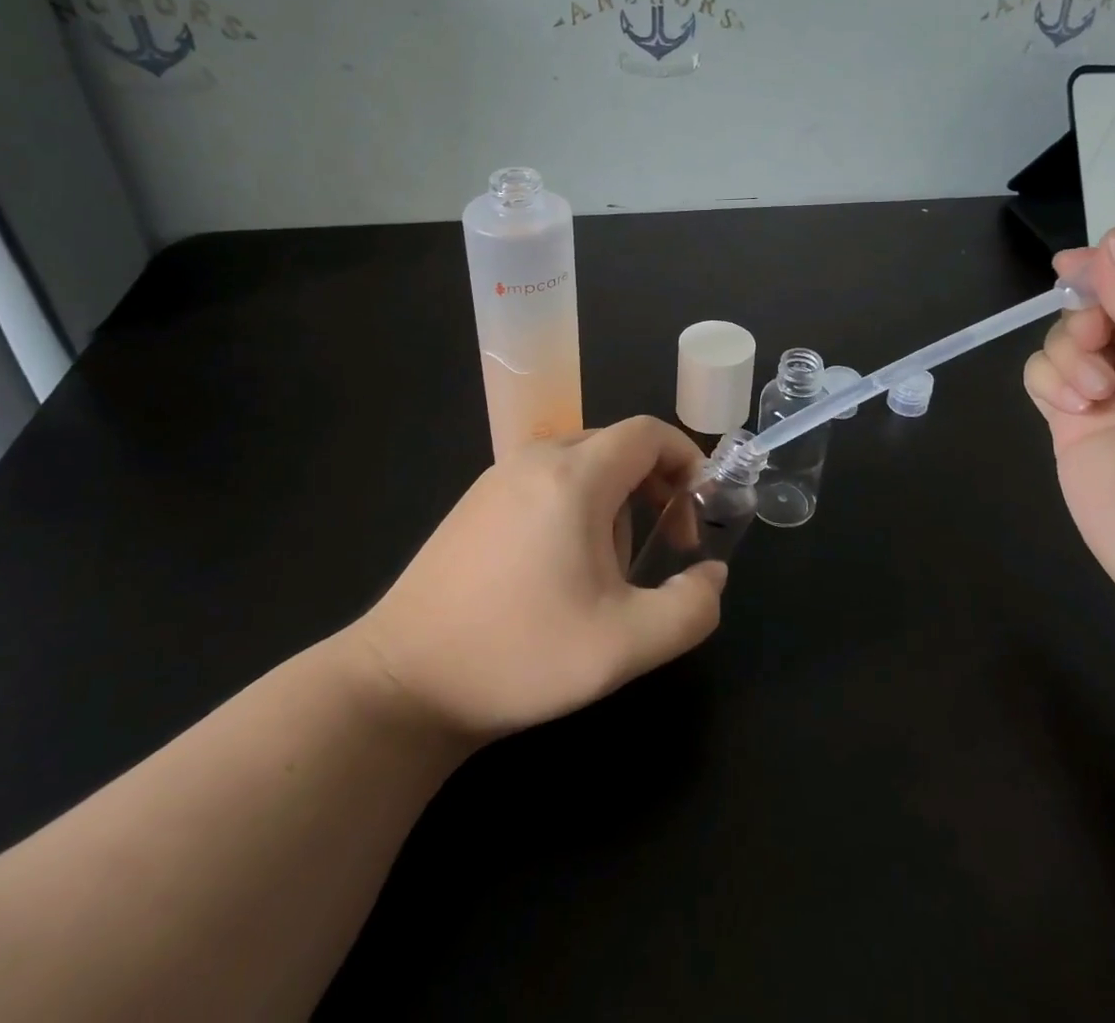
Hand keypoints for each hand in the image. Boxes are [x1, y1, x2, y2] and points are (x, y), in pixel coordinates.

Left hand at [348, 417, 725, 741]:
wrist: (402, 683)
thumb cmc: (519, 655)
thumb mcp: (625, 646)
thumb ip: (691, 608)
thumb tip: (713, 574)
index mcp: (574, 475)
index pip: (648, 432)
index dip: (686, 462)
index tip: (694, 518)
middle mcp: (535, 458)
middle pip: (618, 445)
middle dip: (653, 488)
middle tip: (659, 549)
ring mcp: (498, 477)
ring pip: (582, 463)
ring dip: (614, 502)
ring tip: (603, 572)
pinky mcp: (476, 502)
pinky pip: (547, 480)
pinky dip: (575, 507)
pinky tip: (556, 570)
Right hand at [1022, 225, 1114, 601]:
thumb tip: (1114, 235)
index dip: (1112, 268)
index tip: (1069, 263)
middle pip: (1101, 306)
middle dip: (1087, 317)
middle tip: (1096, 341)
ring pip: (1065, 338)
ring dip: (1069, 354)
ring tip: (1093, 395)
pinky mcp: (1074, 422)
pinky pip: (1043, 375)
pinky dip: (1049, 382)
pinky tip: (1071, 409)